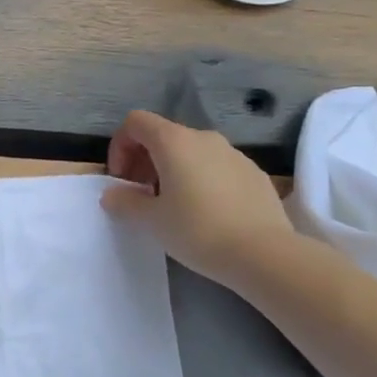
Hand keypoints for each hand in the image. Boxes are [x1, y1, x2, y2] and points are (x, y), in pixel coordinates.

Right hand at [101, 110, 294, 285]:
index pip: (136, 122)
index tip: (121, 178)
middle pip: (163, 136)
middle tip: (141, 195)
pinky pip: (217, 167)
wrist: (265, 254)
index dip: (120, 146)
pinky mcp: (254, 173)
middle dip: (145, 161)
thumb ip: (124, 201)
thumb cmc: (198, 230)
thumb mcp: (151, 220)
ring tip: (173, 206)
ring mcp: (234, 154)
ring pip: (192, 152)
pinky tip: (206, 213)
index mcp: (174, 141)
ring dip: (173, 170)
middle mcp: (204, 138)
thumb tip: (112, 194)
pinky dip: (201, 180)